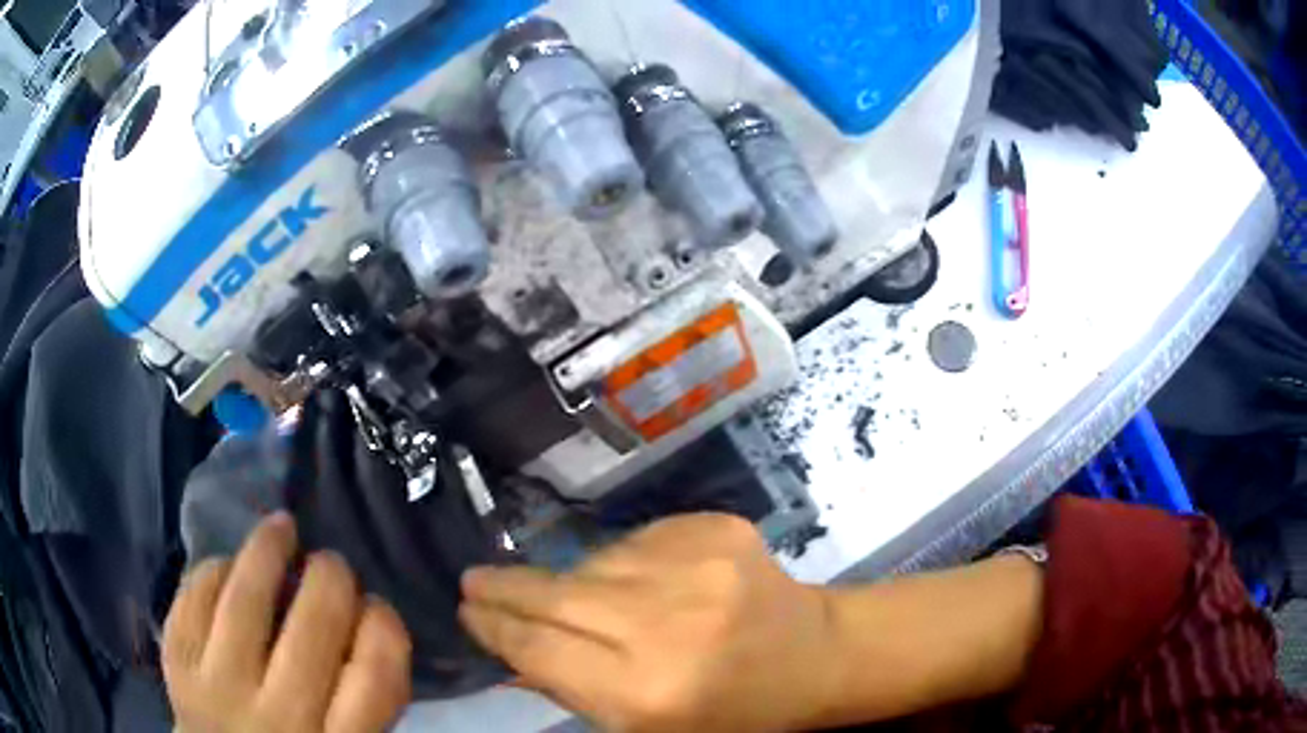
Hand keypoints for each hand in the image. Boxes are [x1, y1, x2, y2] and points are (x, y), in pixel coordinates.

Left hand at [162, 513, 412, 732]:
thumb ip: (365, 703)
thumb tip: (368, 621)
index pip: (374, 677)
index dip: (384, 625)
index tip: (377, 607)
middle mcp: (280, 719)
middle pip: (314, 626)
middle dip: (331, 577)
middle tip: (332, 565)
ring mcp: (219, 688)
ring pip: (246, 597)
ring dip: (268, 549)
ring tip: (282, 527)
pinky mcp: (178, 662)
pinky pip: (195, 595)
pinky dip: (216, 570)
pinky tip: (230, 565)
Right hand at [459, 514, 835, 731]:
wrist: (812, 657)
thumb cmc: (728, 713)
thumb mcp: (643, 727)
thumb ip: (569, 688)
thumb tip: (507, 650)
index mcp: (643, 692)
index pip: (539, 647)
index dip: (494, 626)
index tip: (466, 610)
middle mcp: (663, 623)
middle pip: (555, 595)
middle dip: (504, 588)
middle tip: (473, 580)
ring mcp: (693, 565)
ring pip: (592, 563)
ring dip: (573, 581)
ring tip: (585, 601)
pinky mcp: (714, 527)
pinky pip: (637, 541)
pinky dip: (624, 563)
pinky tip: (648, 585)